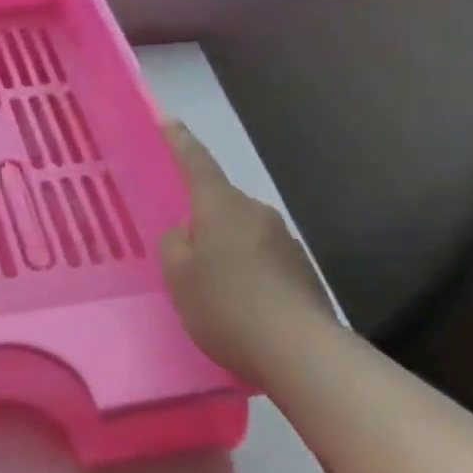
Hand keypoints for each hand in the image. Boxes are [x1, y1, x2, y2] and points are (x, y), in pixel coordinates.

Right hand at [159, 121, 331, 381]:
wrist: (299, 351)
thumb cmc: (226, 306)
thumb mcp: (179, 277)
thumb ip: (175, 245)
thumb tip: (187, 233)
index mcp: (222, 208)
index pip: (197, 164)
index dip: (180, 143)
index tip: (169, 120)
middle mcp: (257, 214)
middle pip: (221, 206)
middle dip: (203, 221)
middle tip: (185, 254)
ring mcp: (285, 241)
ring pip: (242, 234)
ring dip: (227, 250)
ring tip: (213, 290)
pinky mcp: (302, 270)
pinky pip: (262, 259)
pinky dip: (247, 273)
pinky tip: (241, 306)